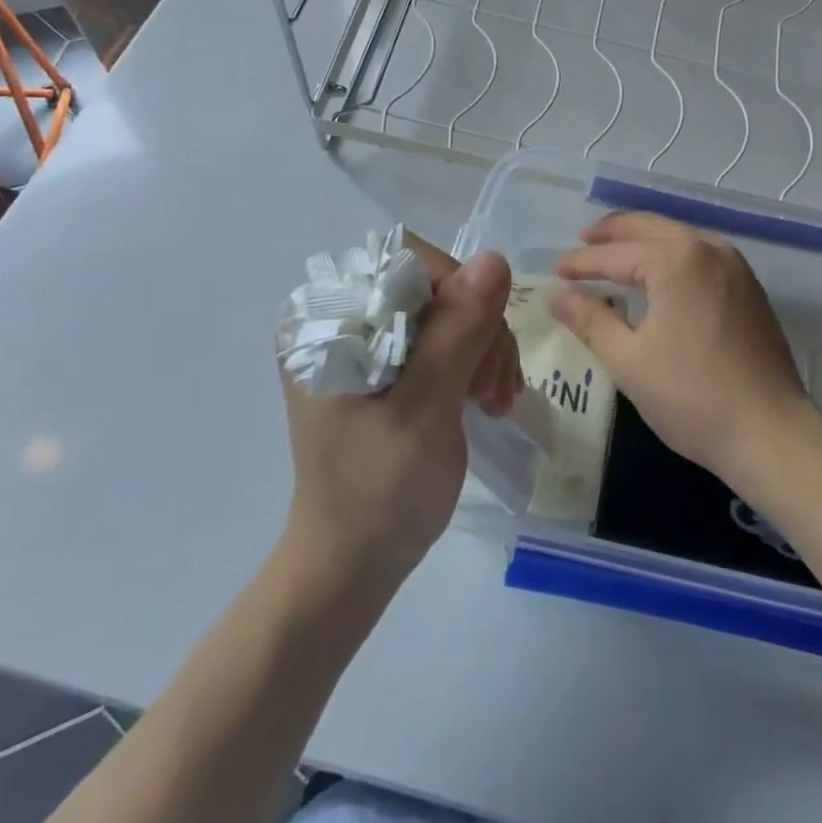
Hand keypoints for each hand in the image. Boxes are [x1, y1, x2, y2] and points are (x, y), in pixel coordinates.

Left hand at [280, 238, 520, 586]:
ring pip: (450, 308)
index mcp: (326, 318)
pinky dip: (476, 359)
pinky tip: (486, 397)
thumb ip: (456, 334)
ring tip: (494, 401)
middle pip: (435, 285)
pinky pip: (447, 334)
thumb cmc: (378, 494)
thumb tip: (495, 259)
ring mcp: (365, 338)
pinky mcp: (388, 361)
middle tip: (492, 392)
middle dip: (477, 331)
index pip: (408, 264)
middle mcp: (341, 316)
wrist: (354, 564)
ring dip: (484, 348)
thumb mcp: (423, 412)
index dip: (458, 298)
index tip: (479, 358)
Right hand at [550, 212, 819, 494]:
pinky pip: (701, 252)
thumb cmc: (692, 397)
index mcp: (676, 260)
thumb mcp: (628, 361)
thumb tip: (557, 295)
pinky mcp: (749, 286)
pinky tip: (659, 272)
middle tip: (583, 242)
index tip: (555, 271)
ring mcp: (735, 265)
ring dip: (644, 238)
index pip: (616, 254)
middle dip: (613, 232)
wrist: (771, 432)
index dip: (581, 263)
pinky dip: (672, 252)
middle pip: (650, 227)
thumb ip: (590, 320)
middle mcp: (708, 249)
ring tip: (616, 251)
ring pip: (679, 235)